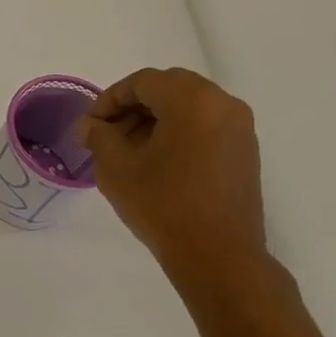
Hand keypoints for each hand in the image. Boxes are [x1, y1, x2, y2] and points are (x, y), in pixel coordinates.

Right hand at [78, 68, 269, 284]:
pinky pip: (205, 125)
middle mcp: (222, 104)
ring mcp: (239, 128)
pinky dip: (178, 132)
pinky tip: (157, 162)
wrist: (217, 254)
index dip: (110, 99)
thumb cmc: (162, 204)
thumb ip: (99, 136)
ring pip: (189, 106)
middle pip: (169, 88)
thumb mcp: (116, 168)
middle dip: (133, 106)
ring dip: (155, 119)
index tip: (91, 126)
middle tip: (108, 135)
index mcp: (192, 100)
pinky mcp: (244, 151)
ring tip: (129, 151)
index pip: (143, 82)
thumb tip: (91, 125)